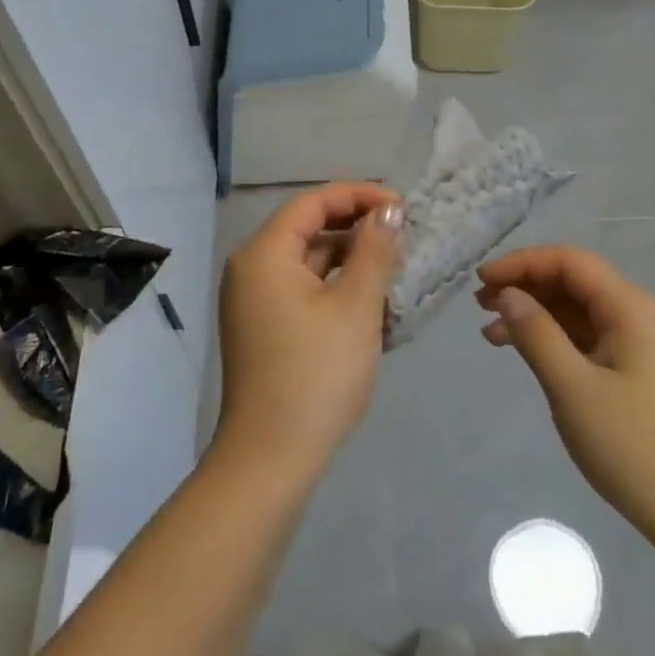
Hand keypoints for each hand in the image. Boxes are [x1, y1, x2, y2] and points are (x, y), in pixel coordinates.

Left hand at [214, 182, 402, 480]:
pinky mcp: (263, 327)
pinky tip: (370, 300)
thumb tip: (389, 212)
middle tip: (403, 235)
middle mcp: (251, 268)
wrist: (270, 459)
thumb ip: (374, 251)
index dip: (359, 196)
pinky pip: (301, 289)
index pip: (313, 202)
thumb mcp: (355, 307)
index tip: (402, 206)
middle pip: (307, 228)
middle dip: (356, 227)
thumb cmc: (316, 375)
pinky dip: (334, 286)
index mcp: (264, 254)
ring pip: (307, 261)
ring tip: (394, 266)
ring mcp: (253, 300)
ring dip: (349, 259)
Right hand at [476, 246, 654, 543]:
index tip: (482, 280)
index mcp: (632, 308)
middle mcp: (641, 315)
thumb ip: (536, 334)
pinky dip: (556, 339)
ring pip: (579, 311)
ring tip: (492, 334)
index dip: (522, 263)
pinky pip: (590, 338)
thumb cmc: (633, 448)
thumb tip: (508, 294)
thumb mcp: (573, 389)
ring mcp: (643, 343)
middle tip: (480, 306)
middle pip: (574, 282)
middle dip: (525, 288)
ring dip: (536, 315)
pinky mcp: (640, 371)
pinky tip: (527, 353)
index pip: (569, 262)